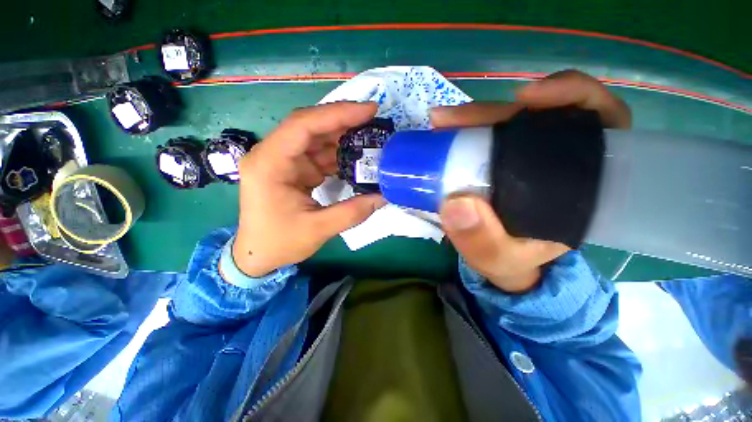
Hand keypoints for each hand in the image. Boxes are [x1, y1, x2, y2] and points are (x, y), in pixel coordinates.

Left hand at [230, 102, 385, 276]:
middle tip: (373, 118)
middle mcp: (273, 155)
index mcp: (270, 165)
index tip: (368, 110)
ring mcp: (283, 161)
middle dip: (343, 120)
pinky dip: (338, 154)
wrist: (258, 255)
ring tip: (370, 137)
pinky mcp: (293, 169)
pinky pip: (318, 154)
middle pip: (310, 126)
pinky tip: (356, 156)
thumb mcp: (318, 230)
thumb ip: (353, 212)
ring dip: (343, 137)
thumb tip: (383, 196)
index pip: (303, 126)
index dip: (337, 114)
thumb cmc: (279, 243)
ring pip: (316, 138)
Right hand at [431, 70, 631, 292]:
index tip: (528, 99)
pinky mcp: (502, 161)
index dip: (573, 97)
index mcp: (581, 182)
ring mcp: (525, 158)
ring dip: (475, 117)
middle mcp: (557, 160)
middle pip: (536, 117)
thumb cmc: (511, 260)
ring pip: (508, 121)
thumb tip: (456, 204)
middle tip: (451, 120)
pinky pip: (490, 134)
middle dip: (494, 113)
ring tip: (443, 122)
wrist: (501, 262)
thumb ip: (482, 242)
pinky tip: (450, 128)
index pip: (599, 123)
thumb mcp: (498, 259)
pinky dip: (470, 126)